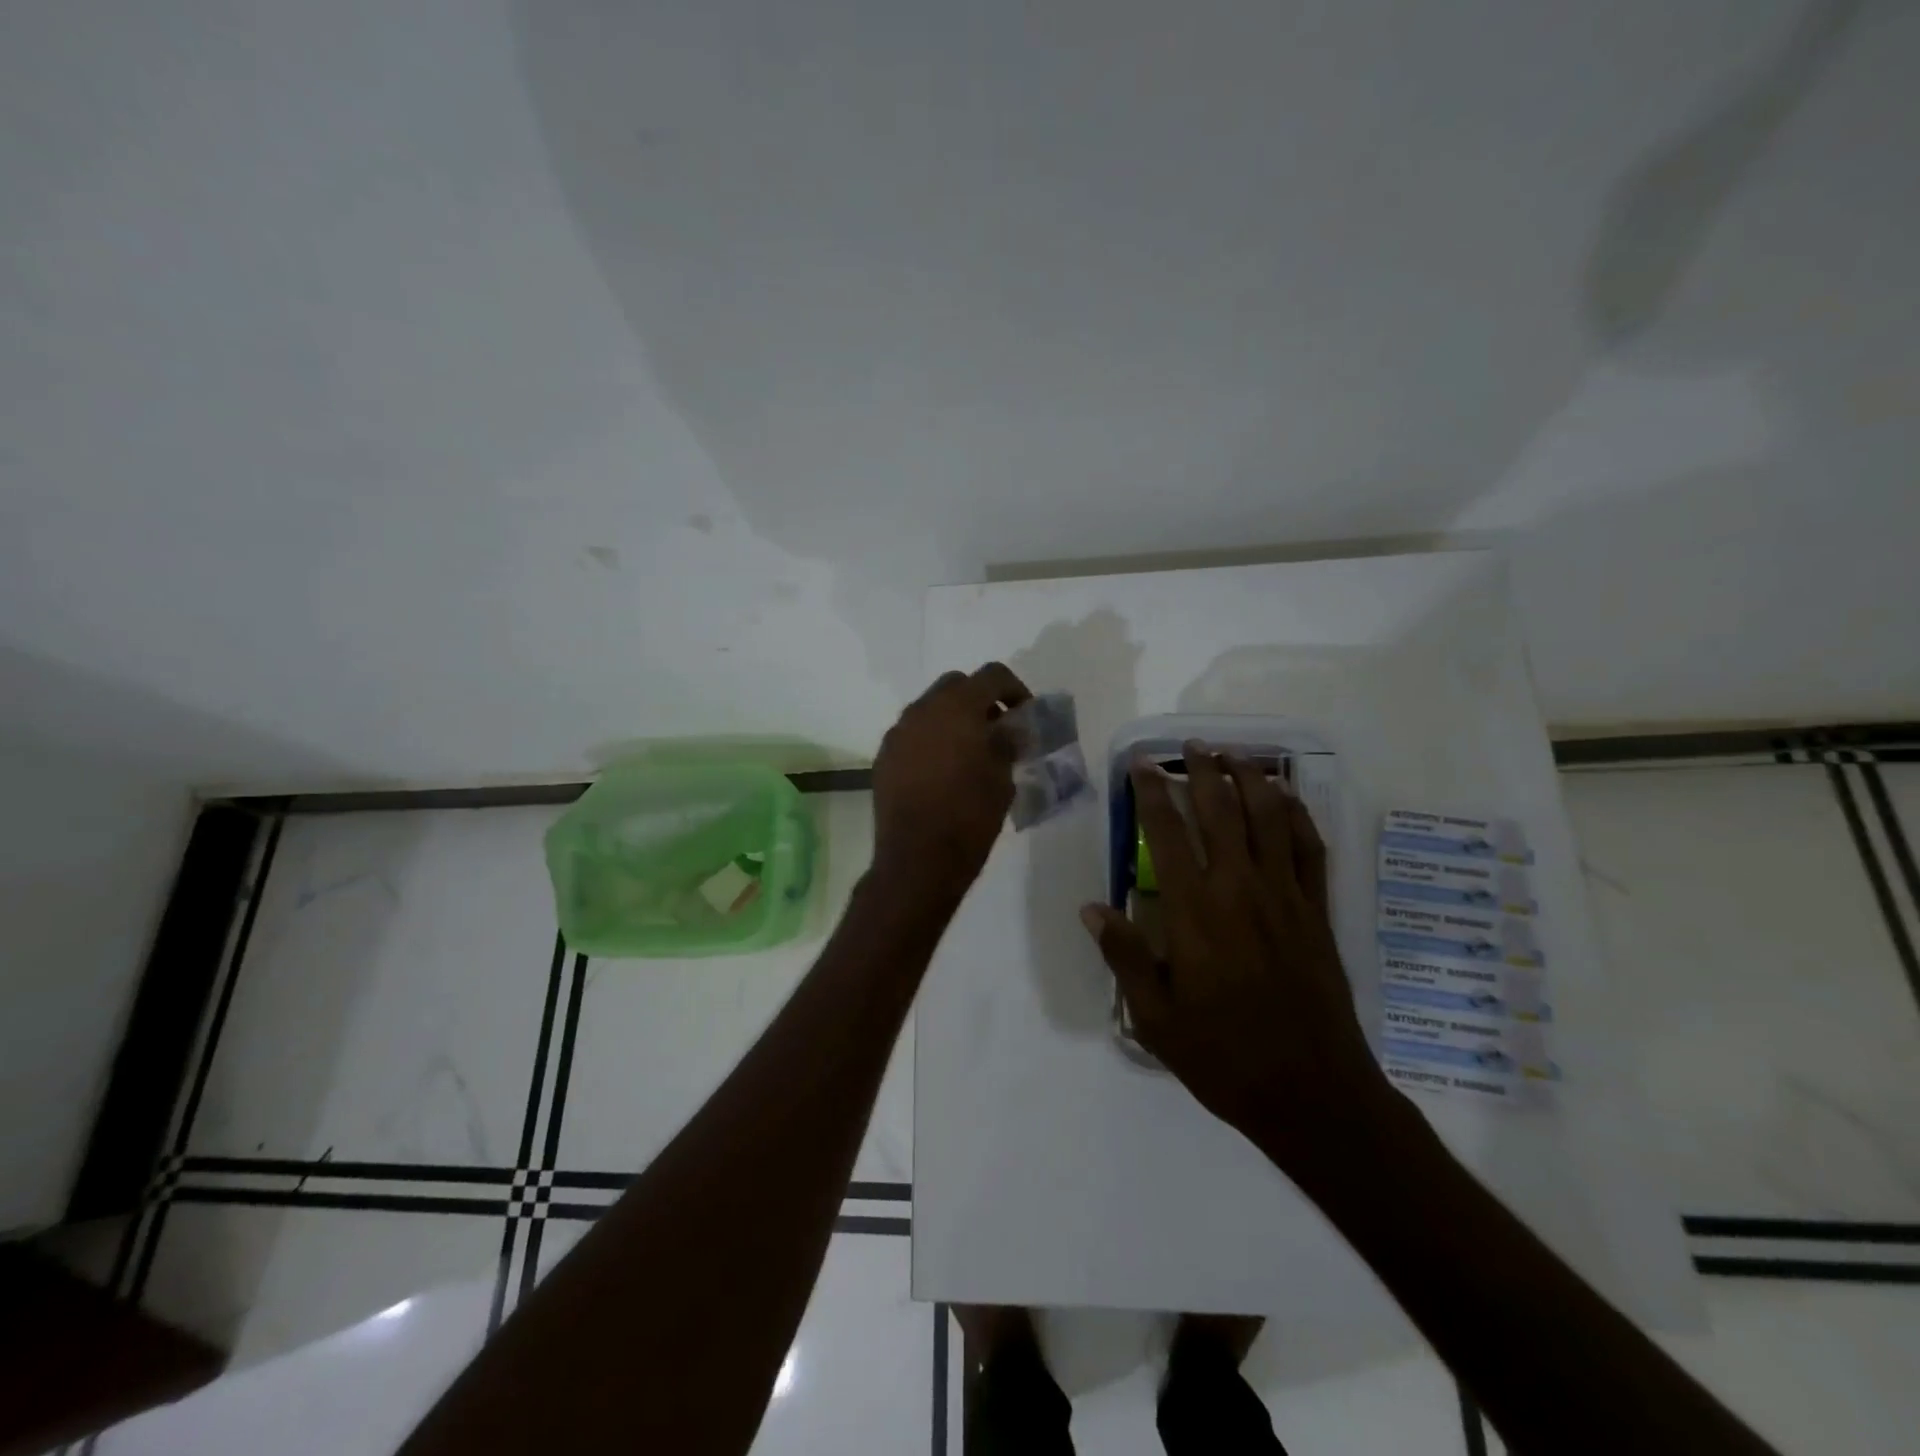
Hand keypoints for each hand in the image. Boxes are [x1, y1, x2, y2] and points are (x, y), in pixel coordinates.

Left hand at [872, 664, 1031, 907]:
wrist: (918, 859)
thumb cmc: (969, 817)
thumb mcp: (1002, 779)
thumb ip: (1007, 743)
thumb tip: (1009, 729)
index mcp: (957, 707)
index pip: (992, 675)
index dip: (1015, 689)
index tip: (1025, 714)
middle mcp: (922, 710)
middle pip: (956, 685)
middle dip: (979, 700)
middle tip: (997, 729)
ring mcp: (898, 733)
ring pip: (930, 708)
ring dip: (953, 719)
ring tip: (970, 752)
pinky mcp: (884, 757)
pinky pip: (913, 734)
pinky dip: (931, 740)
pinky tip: (943, 770)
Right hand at [1080, 743, 1389, 1174]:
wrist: (1312, 1092)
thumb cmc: (1223, 1056)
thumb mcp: (1155, 1017)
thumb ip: (1124, 955)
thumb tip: (1092, 907)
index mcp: (1194, 911)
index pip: (1166, 832)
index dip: (1153, 791)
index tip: (1143, 763)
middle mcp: (1239, 889)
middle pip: (1221, 810)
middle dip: (1205, 770)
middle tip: (1193, 745)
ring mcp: (1284, 896)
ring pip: (1269, 818)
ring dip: (1252, 779)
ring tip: (1237, 754)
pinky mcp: (1316, 911)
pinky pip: (1310, 848)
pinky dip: (1297, 816)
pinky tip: (1287, 799)